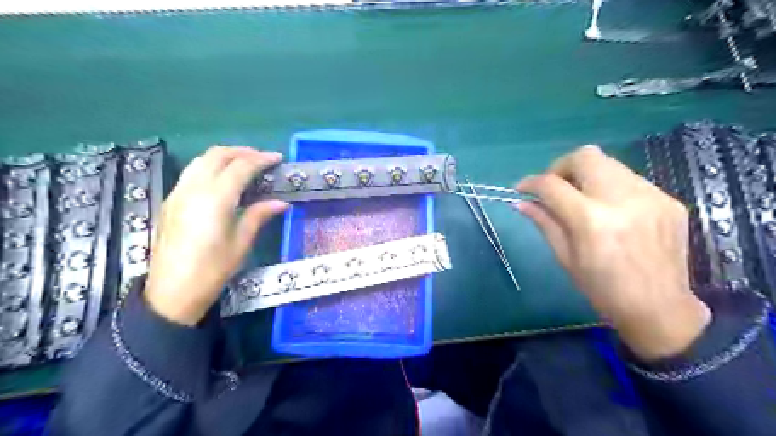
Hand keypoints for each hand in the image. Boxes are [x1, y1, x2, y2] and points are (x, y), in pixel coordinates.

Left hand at [142, 148, 287, 324]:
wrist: (171, 292)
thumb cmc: (212, 270)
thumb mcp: (241, 243)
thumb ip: (259, 216)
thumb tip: (281, 202)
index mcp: (214, 199)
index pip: (240, 167)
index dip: (261, 159)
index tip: (277, 158)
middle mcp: (193, 189)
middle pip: (217, 155)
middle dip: (242, 152)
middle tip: (263, 158)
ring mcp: (178, 193)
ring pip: (201, 160)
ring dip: (225, 156)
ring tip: (245, 163)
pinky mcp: (171, 201)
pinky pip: (192, 172)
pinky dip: (211, 166)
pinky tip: (224, 178)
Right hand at [514, 144, 707, 359]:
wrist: (660, 307)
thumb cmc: (602, 288)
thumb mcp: (565, 257)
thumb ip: (544, 222)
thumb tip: (520, 202)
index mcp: (591, 220)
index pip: (553, 185)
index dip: (531, 182)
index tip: (522, 188)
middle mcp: (622, 199)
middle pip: (584, 156)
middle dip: (561, 167)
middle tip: (555, 187)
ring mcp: (650, 196)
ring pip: (608, 163)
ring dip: (586, 175)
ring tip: (581, 199)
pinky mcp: (668, 200)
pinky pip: (630, 179)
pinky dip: (610, 187)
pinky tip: (610, 210)